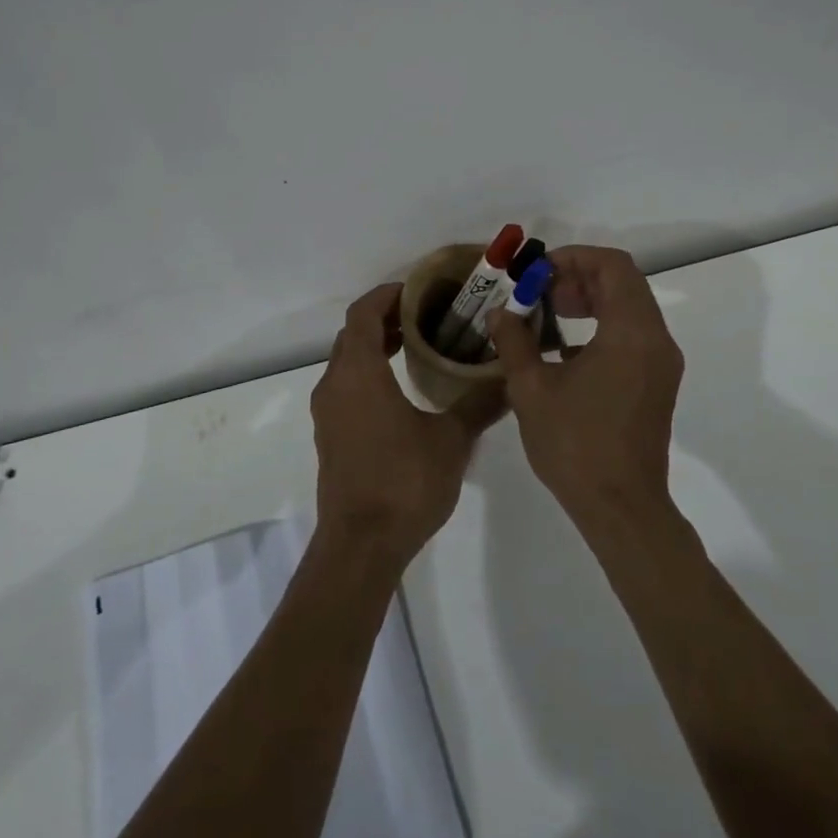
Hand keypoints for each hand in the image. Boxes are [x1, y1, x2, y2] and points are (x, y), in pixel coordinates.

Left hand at [311, 282, 492, 568]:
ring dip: (375, 345)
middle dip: (385, 318)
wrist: (361, 546)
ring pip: (347, 360)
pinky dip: (368, 372)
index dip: (388, 295)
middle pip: (353, 333)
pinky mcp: (331, 435)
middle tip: (426, 316)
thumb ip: (479, 404)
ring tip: (416, 345)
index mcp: (359, 372)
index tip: (419, 291)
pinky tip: (400, 388)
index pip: (363, 312)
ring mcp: (328, 412)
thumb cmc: (404, 483)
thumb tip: (510, 379)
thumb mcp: (451, 440)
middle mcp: (335, 384)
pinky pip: (346, 385)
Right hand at [487, 246, 684, 529]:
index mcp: (631, 333)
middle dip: (579, 277)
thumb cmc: (575, 444)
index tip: (539, 272)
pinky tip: (565, 351)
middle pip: (624, 283)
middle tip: (539, 292)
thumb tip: (500, 313)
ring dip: (590, 300)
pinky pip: (633, 334)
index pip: (613, 266)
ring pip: (630, 307)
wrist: (621, 508)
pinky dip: (602, 326)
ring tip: (548, 315)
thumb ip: (514, 341)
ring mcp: (661, 363)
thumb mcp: (531, 389)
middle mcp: (656, 340)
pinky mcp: (658, 383)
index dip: (575, 257)